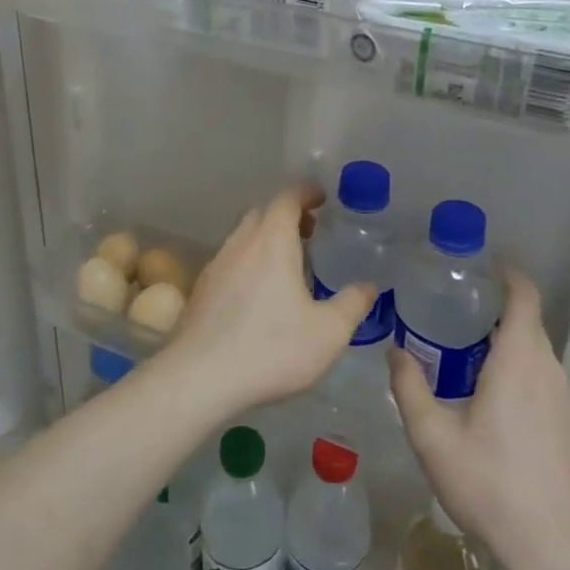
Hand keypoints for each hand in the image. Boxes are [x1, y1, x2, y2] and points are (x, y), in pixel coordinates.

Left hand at [156, 184, 374, 420]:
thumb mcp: (328, 332)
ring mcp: (215, 265)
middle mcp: (240, 244)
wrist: (199, 377)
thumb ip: (352, 304)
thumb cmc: (271, 348)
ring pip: (242, 236)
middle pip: (262, 212)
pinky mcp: (201, 290)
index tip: (323, 197)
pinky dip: (249, 260)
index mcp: (271, 241)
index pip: (287, 199)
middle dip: (287, 214)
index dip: (306, 192)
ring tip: (289, 262)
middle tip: (311, 231)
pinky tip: (260, 292)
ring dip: (266, 237)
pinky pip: (230, 260)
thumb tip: (369, 286)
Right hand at [389, 271, 569, 569]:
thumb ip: (409, 387)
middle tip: (457, 317)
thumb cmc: (488, 483)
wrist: (553, 547)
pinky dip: (524, 380)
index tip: (482, 268)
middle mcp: (550, 371)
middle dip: (497, 314)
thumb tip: (395, 350)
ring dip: (510, 350)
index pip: (524, 297)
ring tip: (471, 361)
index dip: (508, 275)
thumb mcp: (432, 437)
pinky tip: (499, 411)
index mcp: (519, 361)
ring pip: (539, 358)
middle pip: (529, 325)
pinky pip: (548, 386)